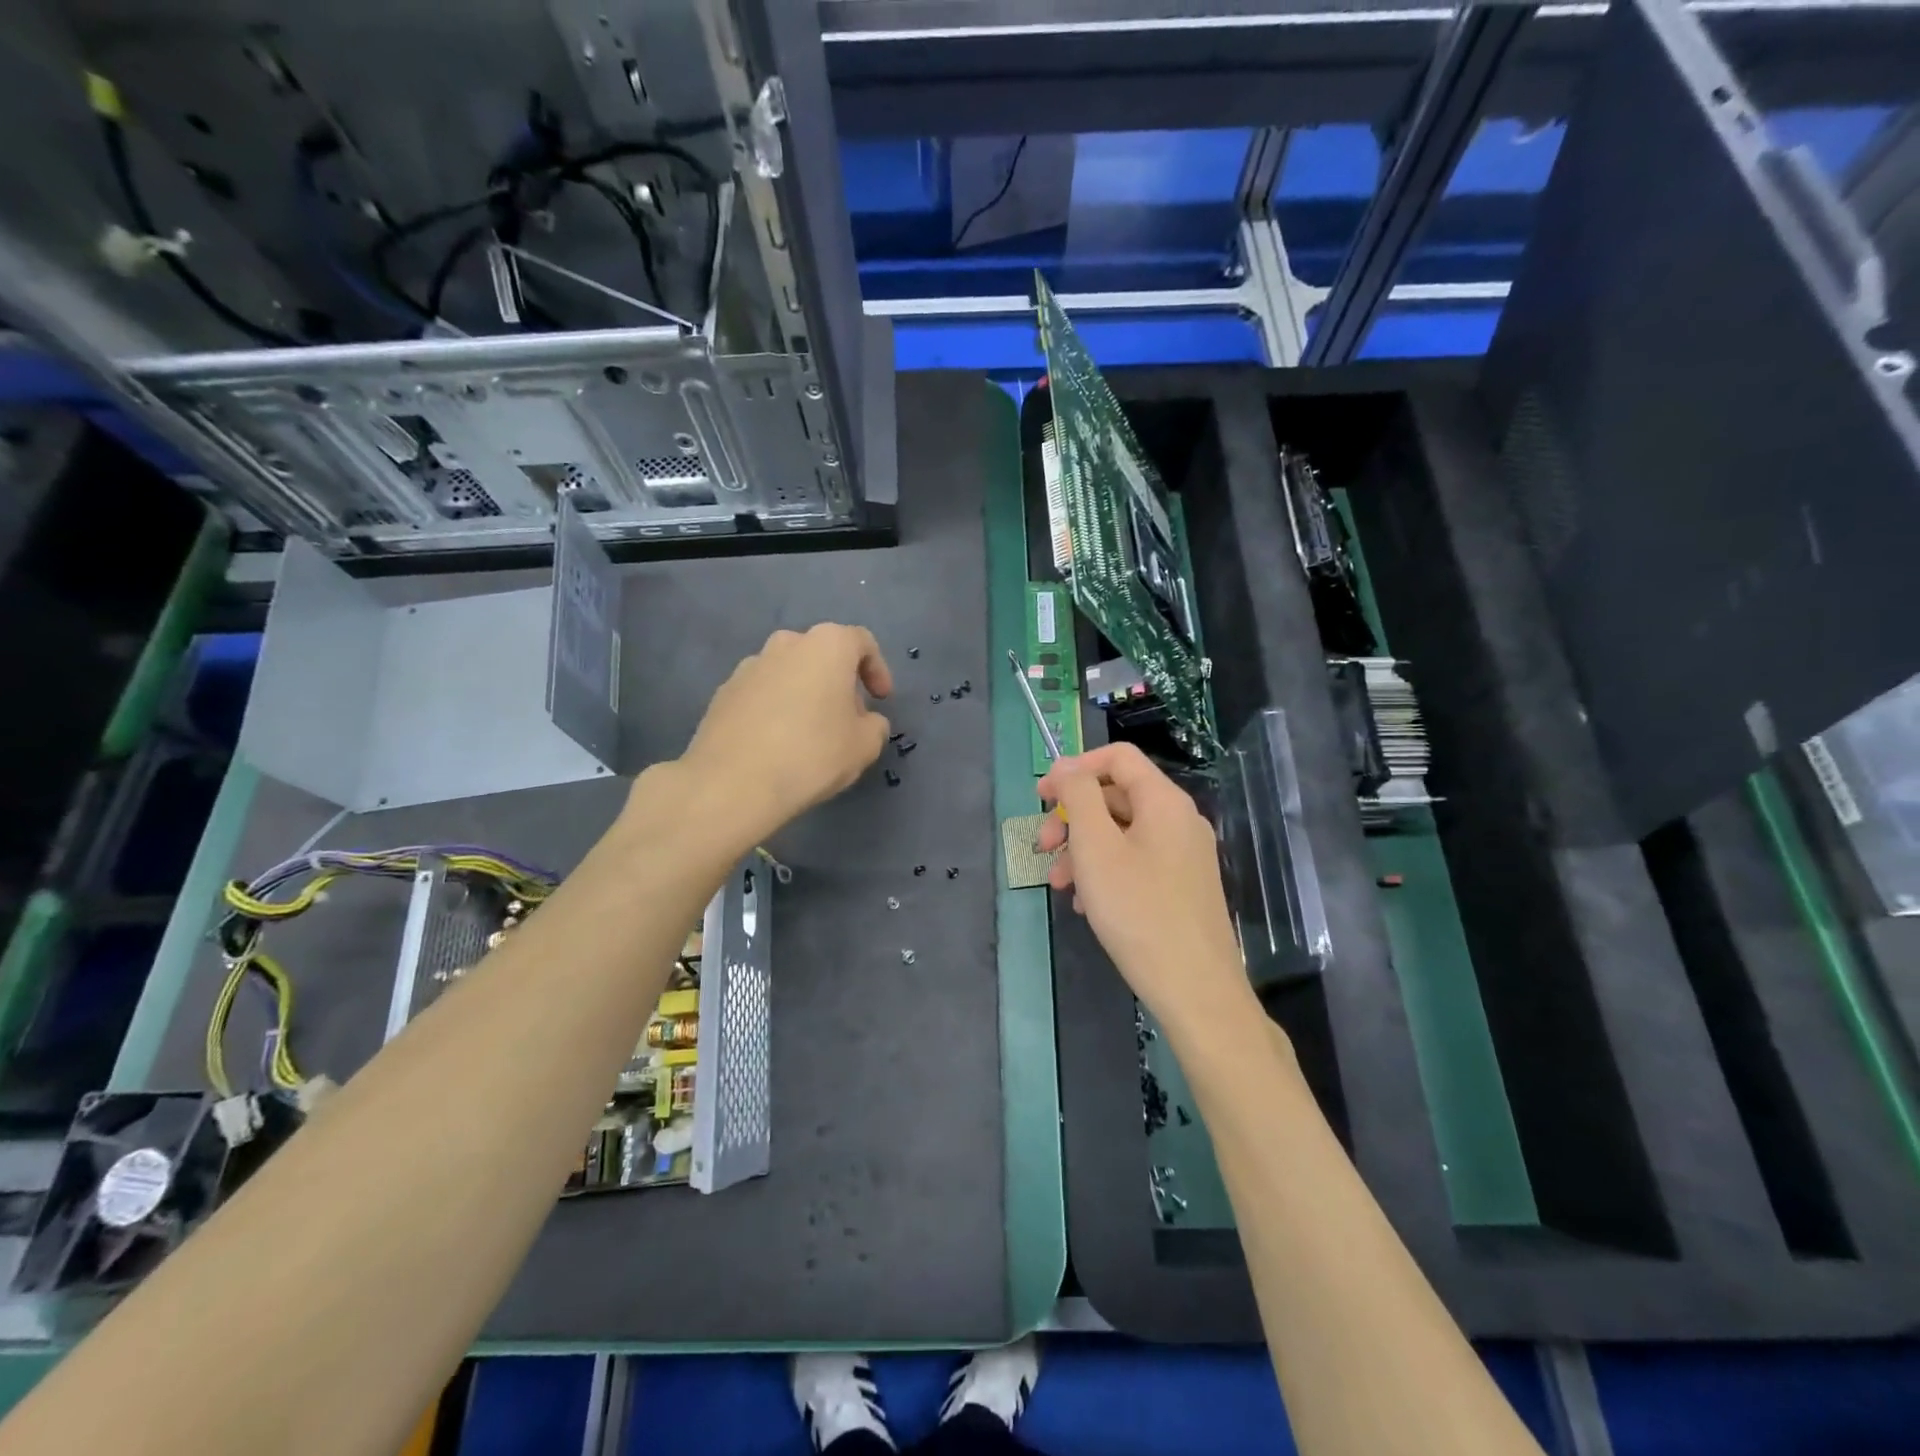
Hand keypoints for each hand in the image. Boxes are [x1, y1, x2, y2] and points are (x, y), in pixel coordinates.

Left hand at [674, 625, 892, 842]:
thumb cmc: (812, 755)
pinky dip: (774, 709)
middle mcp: (786, 644)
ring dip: (804, 693)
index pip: (861, 642)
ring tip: (808, 733)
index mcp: (827, 645)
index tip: (880, 699)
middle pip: (821, 654)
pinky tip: (776, 744)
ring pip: (788, 672)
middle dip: (837, 681)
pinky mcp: (723, 692)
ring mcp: (749, 666)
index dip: (877, 670)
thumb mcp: (864, 746)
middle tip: (846, 717)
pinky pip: (761, 693)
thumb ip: (874, 726)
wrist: (732, 783)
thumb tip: (865, 721)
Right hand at [1037, 744, 1247, 1026]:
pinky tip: (1085, 905)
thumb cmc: (1138, 910)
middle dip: (1072, 817)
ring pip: (1123, 834)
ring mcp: (1185, 855)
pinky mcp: (1182, 886)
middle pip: (1116, 797)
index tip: (1042, 797)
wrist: (1195, 988)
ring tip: (1058, 884)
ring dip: (1083, 850)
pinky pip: (1136, 862)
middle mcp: (1180, 820)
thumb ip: (1079, 796)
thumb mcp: (1096, 847)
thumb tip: (1067, 766)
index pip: (1117, 757)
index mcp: (1164, 801)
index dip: (1074, 768)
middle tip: (1042, 846)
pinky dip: (1105, 872)